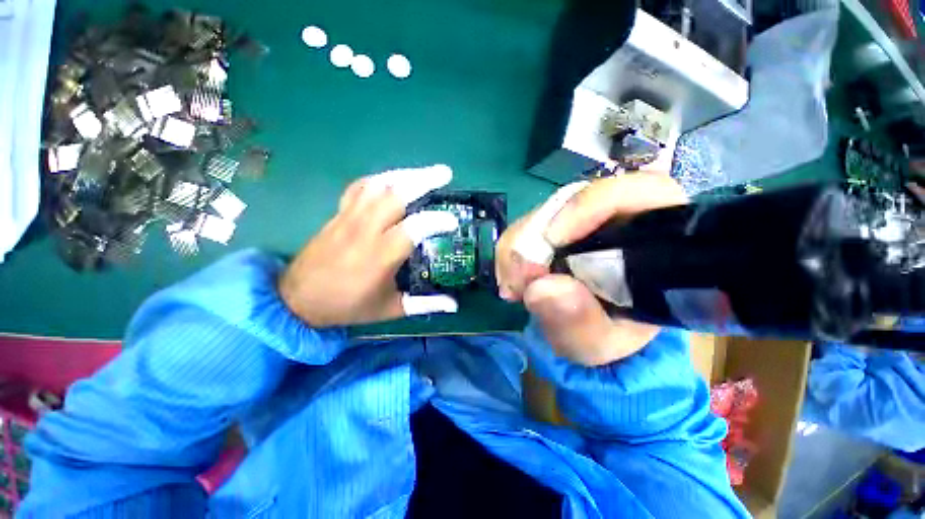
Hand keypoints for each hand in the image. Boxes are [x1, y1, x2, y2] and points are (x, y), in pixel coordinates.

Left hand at [279, 165, 460, 326]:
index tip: (453, 221)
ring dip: (405, 174)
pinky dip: (380, 179)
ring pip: (378, 184)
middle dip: (424, 180)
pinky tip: (393, 179)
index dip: (437, 221)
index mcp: (380, 256)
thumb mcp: (389, 310)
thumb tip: (454, 306)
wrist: (298, 299)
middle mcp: (365, 230)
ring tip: (425, 172)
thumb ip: (424, 305)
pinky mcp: (339, 213)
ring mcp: (349, 217)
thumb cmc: (348, 306)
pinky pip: (359, 186)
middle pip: (396, 195)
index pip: (414, 228)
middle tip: (446, 173)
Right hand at [496, 173, 687, 365]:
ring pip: (541, 215)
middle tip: (520, 278)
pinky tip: (510, 279)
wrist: (592, 332)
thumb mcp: (599, 341)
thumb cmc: (610, 336)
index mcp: (651, 236)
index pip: (637, 191)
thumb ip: (579, 322)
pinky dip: (511, 253)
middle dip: (535, 235)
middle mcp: (615, 218)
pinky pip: (524, 229)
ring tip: (513, 286)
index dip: (588, 205)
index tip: (552, 240)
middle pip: (571, 201)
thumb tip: (541, 288)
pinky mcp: (553, 229)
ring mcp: (579, 221)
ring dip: (517, 247)